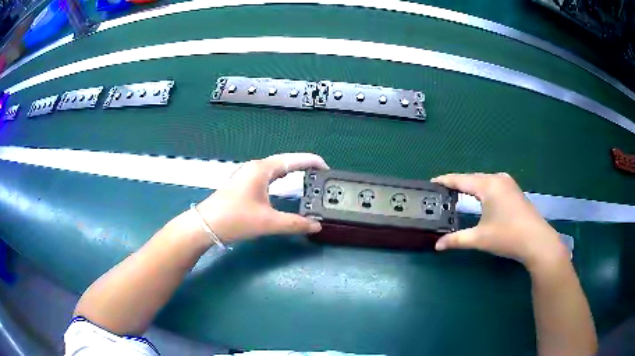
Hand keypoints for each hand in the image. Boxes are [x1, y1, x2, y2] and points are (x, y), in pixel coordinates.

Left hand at [194, 153, 328, 243]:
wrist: (205, 225)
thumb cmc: (236, 219)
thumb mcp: (269, 223)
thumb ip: (295, 224)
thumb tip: (316, 226)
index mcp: (262, 169)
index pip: (293, 159)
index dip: (311, 161)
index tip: (326, 168)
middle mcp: (255, 167)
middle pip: (284, 161)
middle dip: (303, 166)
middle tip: (319, 175)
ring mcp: (246, 174)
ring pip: (274, 168)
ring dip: (290, 171)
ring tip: (306, 178)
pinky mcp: (242, 184)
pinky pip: (266, 175)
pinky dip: (279, 178)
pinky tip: (282, 185)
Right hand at [431, 173, 567, 271]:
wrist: (537, 241)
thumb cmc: (508, 236)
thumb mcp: (479, 239)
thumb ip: (456, 240)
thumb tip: (437, 246)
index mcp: (488, 185)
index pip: (461, 180)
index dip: (445, 181)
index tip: (431, 182)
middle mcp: (498, 179)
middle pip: (472, 178)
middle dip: (457, 184)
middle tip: (441, 191)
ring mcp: (508, 184)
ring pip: (483, 181)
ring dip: (470, 187)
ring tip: (456, 193)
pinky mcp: (514, 191)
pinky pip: (492, 185)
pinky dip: (481, 190)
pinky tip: (479, 198)